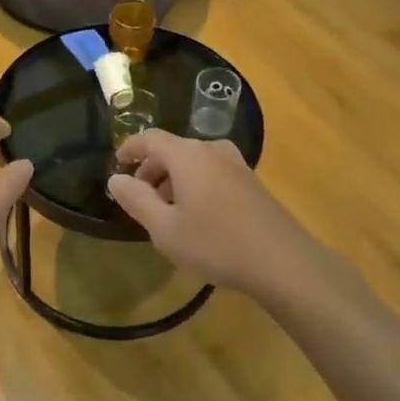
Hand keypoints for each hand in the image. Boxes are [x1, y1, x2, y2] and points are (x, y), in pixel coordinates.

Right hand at [107, 131, 334, 299]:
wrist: (283, 262)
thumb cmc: (216, 243)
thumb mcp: (165, 229)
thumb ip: (137, 200)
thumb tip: (116, 178)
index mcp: (188, 155)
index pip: (150, 138)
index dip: (130, 149)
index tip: (117, 165)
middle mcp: (212, 150)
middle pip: (173, 150)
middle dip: (152, 170)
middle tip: (139, 199)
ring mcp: (236, 164)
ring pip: (194, 163)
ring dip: (174, 180)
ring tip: (166, 213)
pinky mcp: (252, 182)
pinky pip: (212, 173)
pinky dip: (195, 186)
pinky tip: (196, 218)